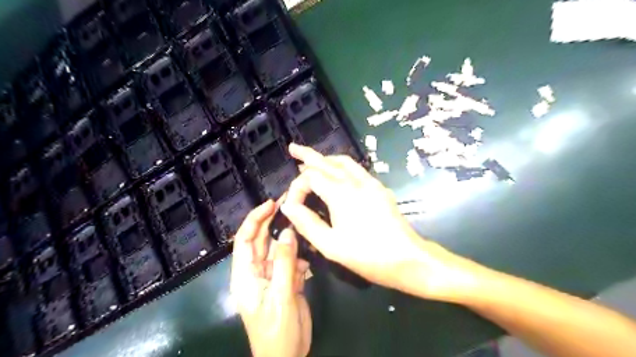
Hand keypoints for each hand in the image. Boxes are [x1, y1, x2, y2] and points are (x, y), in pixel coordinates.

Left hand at [233, 201, 313, 356]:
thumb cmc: (278, 331)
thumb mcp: (282, 296)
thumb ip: (284, 263)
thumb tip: (287, 232)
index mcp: (245, 276)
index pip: (244, 240)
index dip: (255, 219)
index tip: (270, 204)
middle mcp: (255, 272)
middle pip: (260, 241)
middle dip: (271, 221)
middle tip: (288, 204)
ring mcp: (270, 277)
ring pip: (277, 250)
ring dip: (289, 240)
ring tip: (303, 228)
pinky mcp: (283, 282)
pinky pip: (289, 262)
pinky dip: (298, 258)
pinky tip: (306, 262)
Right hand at [280, 143, 479, 301]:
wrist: (408, 258)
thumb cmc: (367, 255)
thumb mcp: (330, 245)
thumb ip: (306, 223)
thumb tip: (289, 206)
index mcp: (341, 193)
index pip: (310, 177)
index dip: (296, 188)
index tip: (292, 206)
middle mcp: (355, 181)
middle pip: (326, 161)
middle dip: (308, 154)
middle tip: (293, 148)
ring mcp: (370, 183)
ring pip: (343, 161)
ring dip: (326, 158)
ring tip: (312, 161)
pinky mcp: (379, 188)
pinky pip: (356, 169)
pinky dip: (341, 165)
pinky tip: (338, 173)